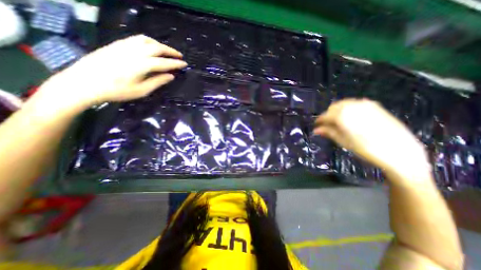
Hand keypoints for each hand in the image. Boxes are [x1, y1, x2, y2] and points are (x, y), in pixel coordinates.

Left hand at [36, 35, 186, 108]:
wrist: (85, 83)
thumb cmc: (117, 91)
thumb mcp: (142, 91)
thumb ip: (158, 82)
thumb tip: (171, 76)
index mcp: (142, 65)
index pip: (164, 62)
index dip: (176, 63)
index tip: (185, 64)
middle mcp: (135, 52)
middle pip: (157, 48)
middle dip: (171, 51)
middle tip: (179, 56)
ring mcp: (125, 46)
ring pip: (147, 40)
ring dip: (160, 45)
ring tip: (167, 51)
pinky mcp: (117, 44)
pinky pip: (136, 39)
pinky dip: (148, 41)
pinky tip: (151, 46)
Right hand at [314, 99, 430, 182]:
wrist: (400, 151)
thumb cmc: (366, 149)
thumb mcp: (344, 142)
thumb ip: (329, 132)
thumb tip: (316, 130)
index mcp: (342, 116)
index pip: (325, 116)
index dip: (319, 121)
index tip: (316, 126)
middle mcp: (352, 106)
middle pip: (333, 107)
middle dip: (328, 115)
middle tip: (327, 125)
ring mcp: (364, 104)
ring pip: (344, 103)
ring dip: (338, 111)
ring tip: (338, 121)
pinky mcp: (375, 105)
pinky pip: (355, 103)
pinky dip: (349, 108)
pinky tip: (351, 117)